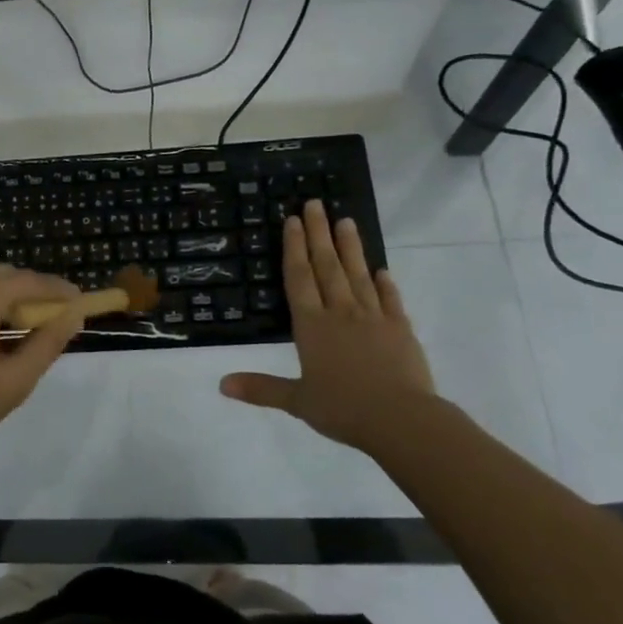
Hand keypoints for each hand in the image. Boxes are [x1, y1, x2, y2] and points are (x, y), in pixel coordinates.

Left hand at [0, 256, 84, 479]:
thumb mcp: (12, 384)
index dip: (56, 288)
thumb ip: (46, 344)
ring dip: (0, 285)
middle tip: (48, 315)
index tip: (77, 300)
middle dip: (28, 287)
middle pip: (1, 270)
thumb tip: (72, 315)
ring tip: (14, 318)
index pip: (27, 281)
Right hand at [220, 201, 434, 449]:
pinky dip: (385, 284)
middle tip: (315, 204)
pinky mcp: (400, 329)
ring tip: (346, 221)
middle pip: (327, 266)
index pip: (299, 278)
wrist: (401, 419)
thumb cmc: (343, 408)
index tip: (293, 221)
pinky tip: (381, 271)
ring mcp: (373, 318)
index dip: (294, 248)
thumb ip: (260, 388)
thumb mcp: (296, 401)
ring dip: (350, 248)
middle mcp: (340, 313)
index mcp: (312, 326)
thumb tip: (221, 384)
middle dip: (319, 234)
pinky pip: (390, 300)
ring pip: (358, 275)